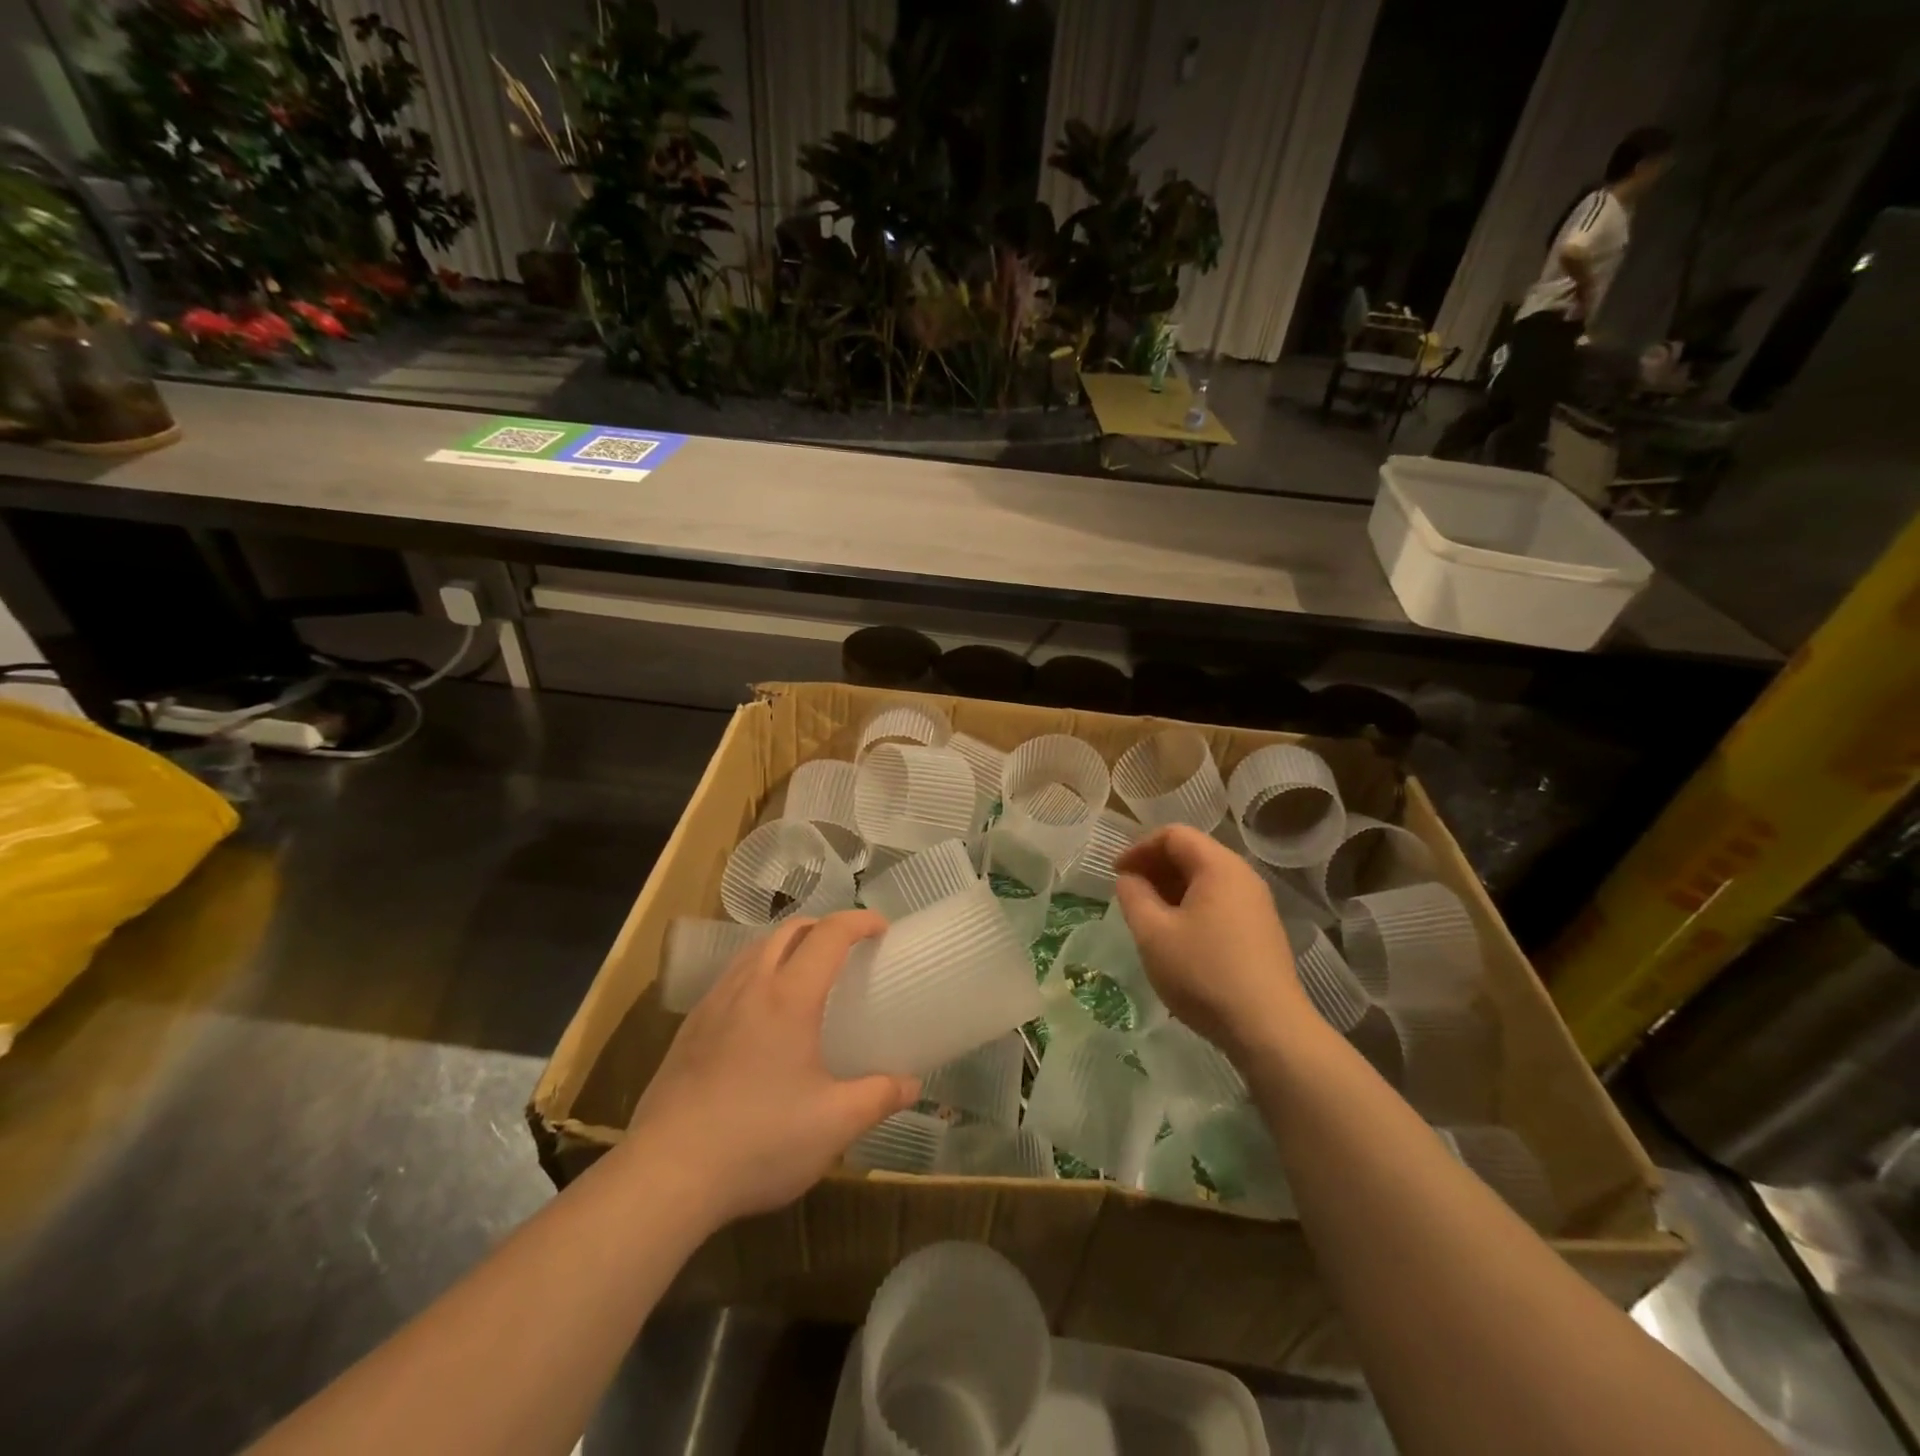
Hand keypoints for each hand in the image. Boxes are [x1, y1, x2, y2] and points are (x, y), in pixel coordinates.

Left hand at [626, 911, 919, 1225]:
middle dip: (823, 927)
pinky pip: (731, 977)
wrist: (664, 1175)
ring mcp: (713, 1004)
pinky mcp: (689, 1029)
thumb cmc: (759, 1141)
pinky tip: (761, 1014)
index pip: (829, 935)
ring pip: (754, 950)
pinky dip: (758, 971)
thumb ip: (878, 1097)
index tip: (881, 928)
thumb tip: (911, 1085)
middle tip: (847, 949)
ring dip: (787, 945)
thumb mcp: (833, 1125)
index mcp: (789, 997)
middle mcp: (750, 986)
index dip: (859, 922)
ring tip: (806, 974)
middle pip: (788, 930)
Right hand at [1113, 826, 1312, 1063]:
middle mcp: (1243, 877)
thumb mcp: (1153, 933)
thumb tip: (1130, 879)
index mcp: (1219, 866)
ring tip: (1148, 916)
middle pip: (1192, 853)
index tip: (1116, 874)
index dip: (1139, 848)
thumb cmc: (1203, 973)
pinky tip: (1177, 937)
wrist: (1268, 1029)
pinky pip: (1219, 902)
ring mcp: (1257, 905)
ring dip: (1172, 889)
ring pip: (1206, 880)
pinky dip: (1191, 906)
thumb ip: (1134, 897)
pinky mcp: (1261, 932)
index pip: (1173, 835)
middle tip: (1128, 893)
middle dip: (1155, 867)